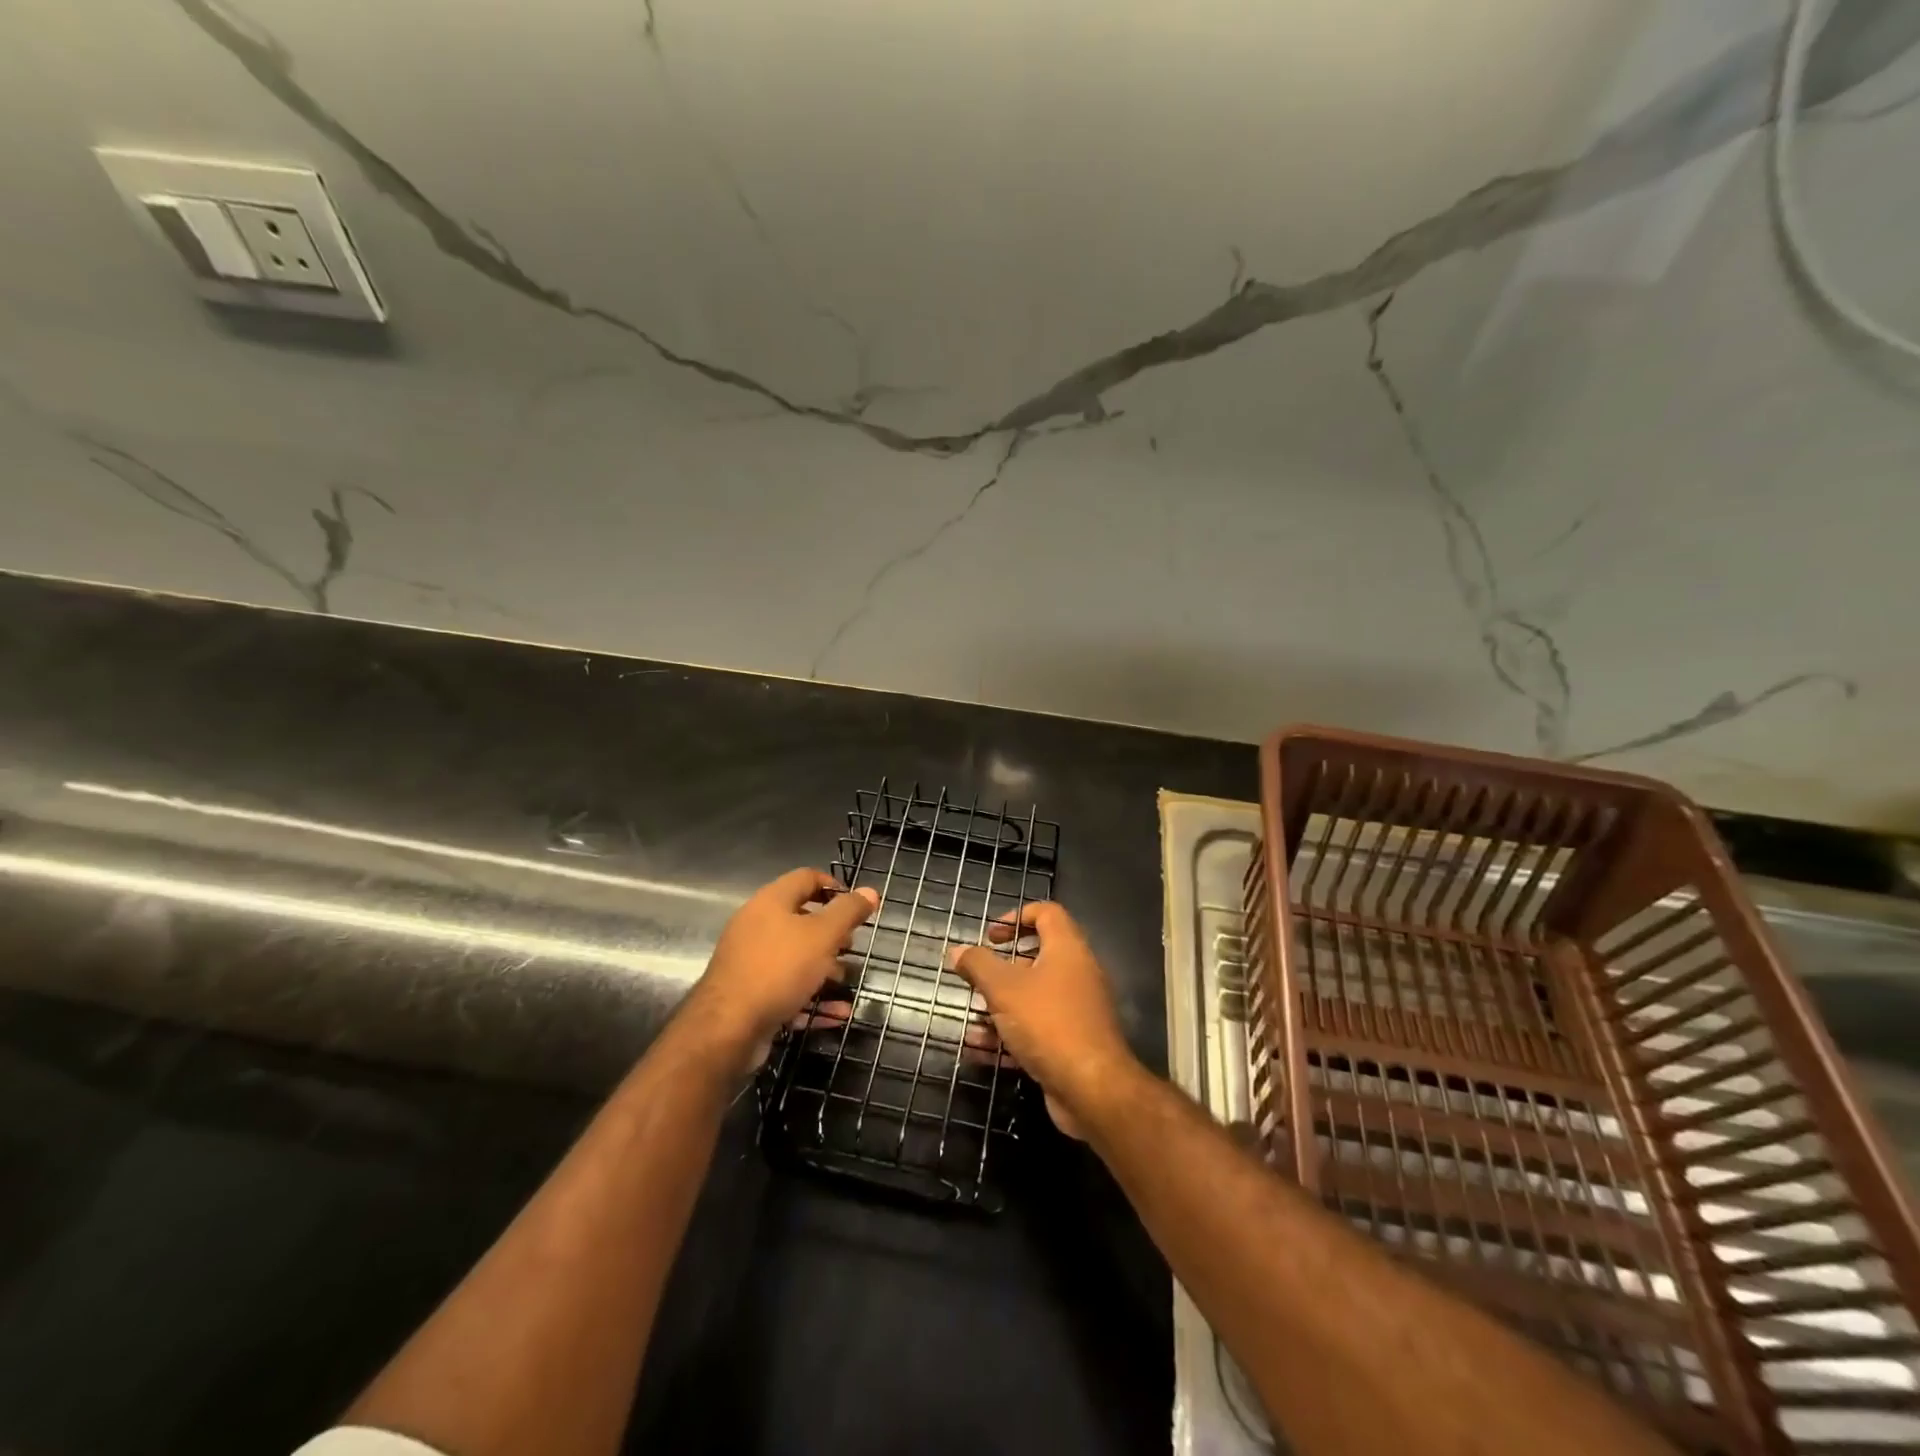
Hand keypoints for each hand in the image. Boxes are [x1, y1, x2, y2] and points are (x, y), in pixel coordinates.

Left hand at [686, 869, 878, 1072]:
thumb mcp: (822, 935)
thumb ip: (848, 912)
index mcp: (771, 902)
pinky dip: (811, 998)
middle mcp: (756, 926)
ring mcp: (750, 962)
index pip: (806, 878)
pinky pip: (787, 989)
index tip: (858, 906)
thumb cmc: (779, 969)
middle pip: (800, 919)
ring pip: (795, 958)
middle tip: (852, 946)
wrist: (727, 1028)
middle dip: (831, 933)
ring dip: (824, 968)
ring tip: (846, 980)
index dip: (834, 886)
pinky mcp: (749, 995)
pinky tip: (836, 1014)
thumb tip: (870, 892)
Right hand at [949, 901, 1138, 1138]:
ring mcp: (1077, 1010)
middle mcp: (1077, 974)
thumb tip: (958, 950)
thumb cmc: (1048, 1023)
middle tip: (976, 980)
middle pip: (1037, 958)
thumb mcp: (1004, 989)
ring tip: (971, 1023)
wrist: (1093, 1089)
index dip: (1017, 916)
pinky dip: (1010, 1037)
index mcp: (1067, 949)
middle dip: (1001, 971)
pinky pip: (1037, 1030)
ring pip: (1033, 999)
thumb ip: (978, 965)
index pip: (1047, 913)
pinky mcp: (1072, 1043)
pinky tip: (979, 1051)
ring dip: (999, 1009)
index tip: (990, 936)